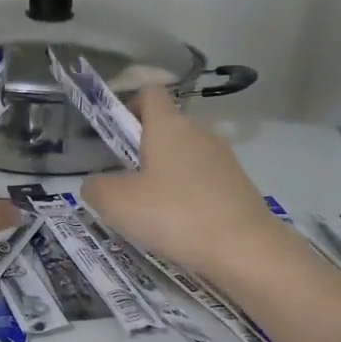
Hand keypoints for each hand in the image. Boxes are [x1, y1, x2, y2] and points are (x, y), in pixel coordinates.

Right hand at [81, 89, 281, 280]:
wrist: (244, 249)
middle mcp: (199, 132)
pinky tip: (180, 225)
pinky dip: (187, 195)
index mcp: (169, 125)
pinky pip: (203, 180)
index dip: (128, 104)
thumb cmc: (174, 215)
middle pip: (166, 127)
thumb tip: (96, 184)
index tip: (114, 134)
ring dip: (165, 175)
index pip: (149, 92)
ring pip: (184, 156)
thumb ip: (96, 187)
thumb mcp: (116, 203)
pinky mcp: (238, 185)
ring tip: (151, 211)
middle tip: (124, 183)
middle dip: (142, 149)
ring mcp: (223, 158)